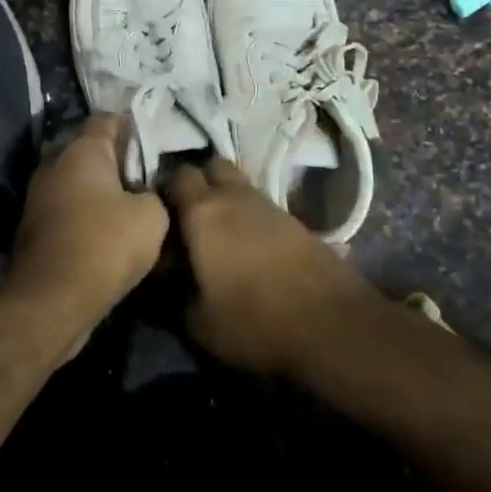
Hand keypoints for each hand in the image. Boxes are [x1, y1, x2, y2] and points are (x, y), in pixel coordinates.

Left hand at [10, 114, 169, 314]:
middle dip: (117, 161)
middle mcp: (55, 163)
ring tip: (131, 209)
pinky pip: (68, 208)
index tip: (154, 144)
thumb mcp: (152, 217)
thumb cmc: (105, 245)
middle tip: (147, 179)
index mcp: (82, 150)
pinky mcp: (34, 225)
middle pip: (90, 150)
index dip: (133, 126)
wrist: (52, 300)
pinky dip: (86, 215)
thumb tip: (144, 194)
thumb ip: (153, 193)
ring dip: (101, 191)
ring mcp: (39, 195)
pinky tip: (108, 233)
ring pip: (78, 181)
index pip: (108, 119)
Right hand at [164, 157, 374, 376]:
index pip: (176, 176)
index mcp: (202, 212)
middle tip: (189, 216)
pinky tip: (251, 247)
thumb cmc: (253, 321)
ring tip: (220, 234)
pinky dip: (252, 218)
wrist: (332, 324)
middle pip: (212, 166)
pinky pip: (263, 207)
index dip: (165, 190)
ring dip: (228, 200)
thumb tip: (167, 278)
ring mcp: (270, 205)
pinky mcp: (296, 220)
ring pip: (240, 186)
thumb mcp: (198, 322)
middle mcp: (234, 197)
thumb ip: (174, 294)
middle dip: (200, 182)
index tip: (158, 214)